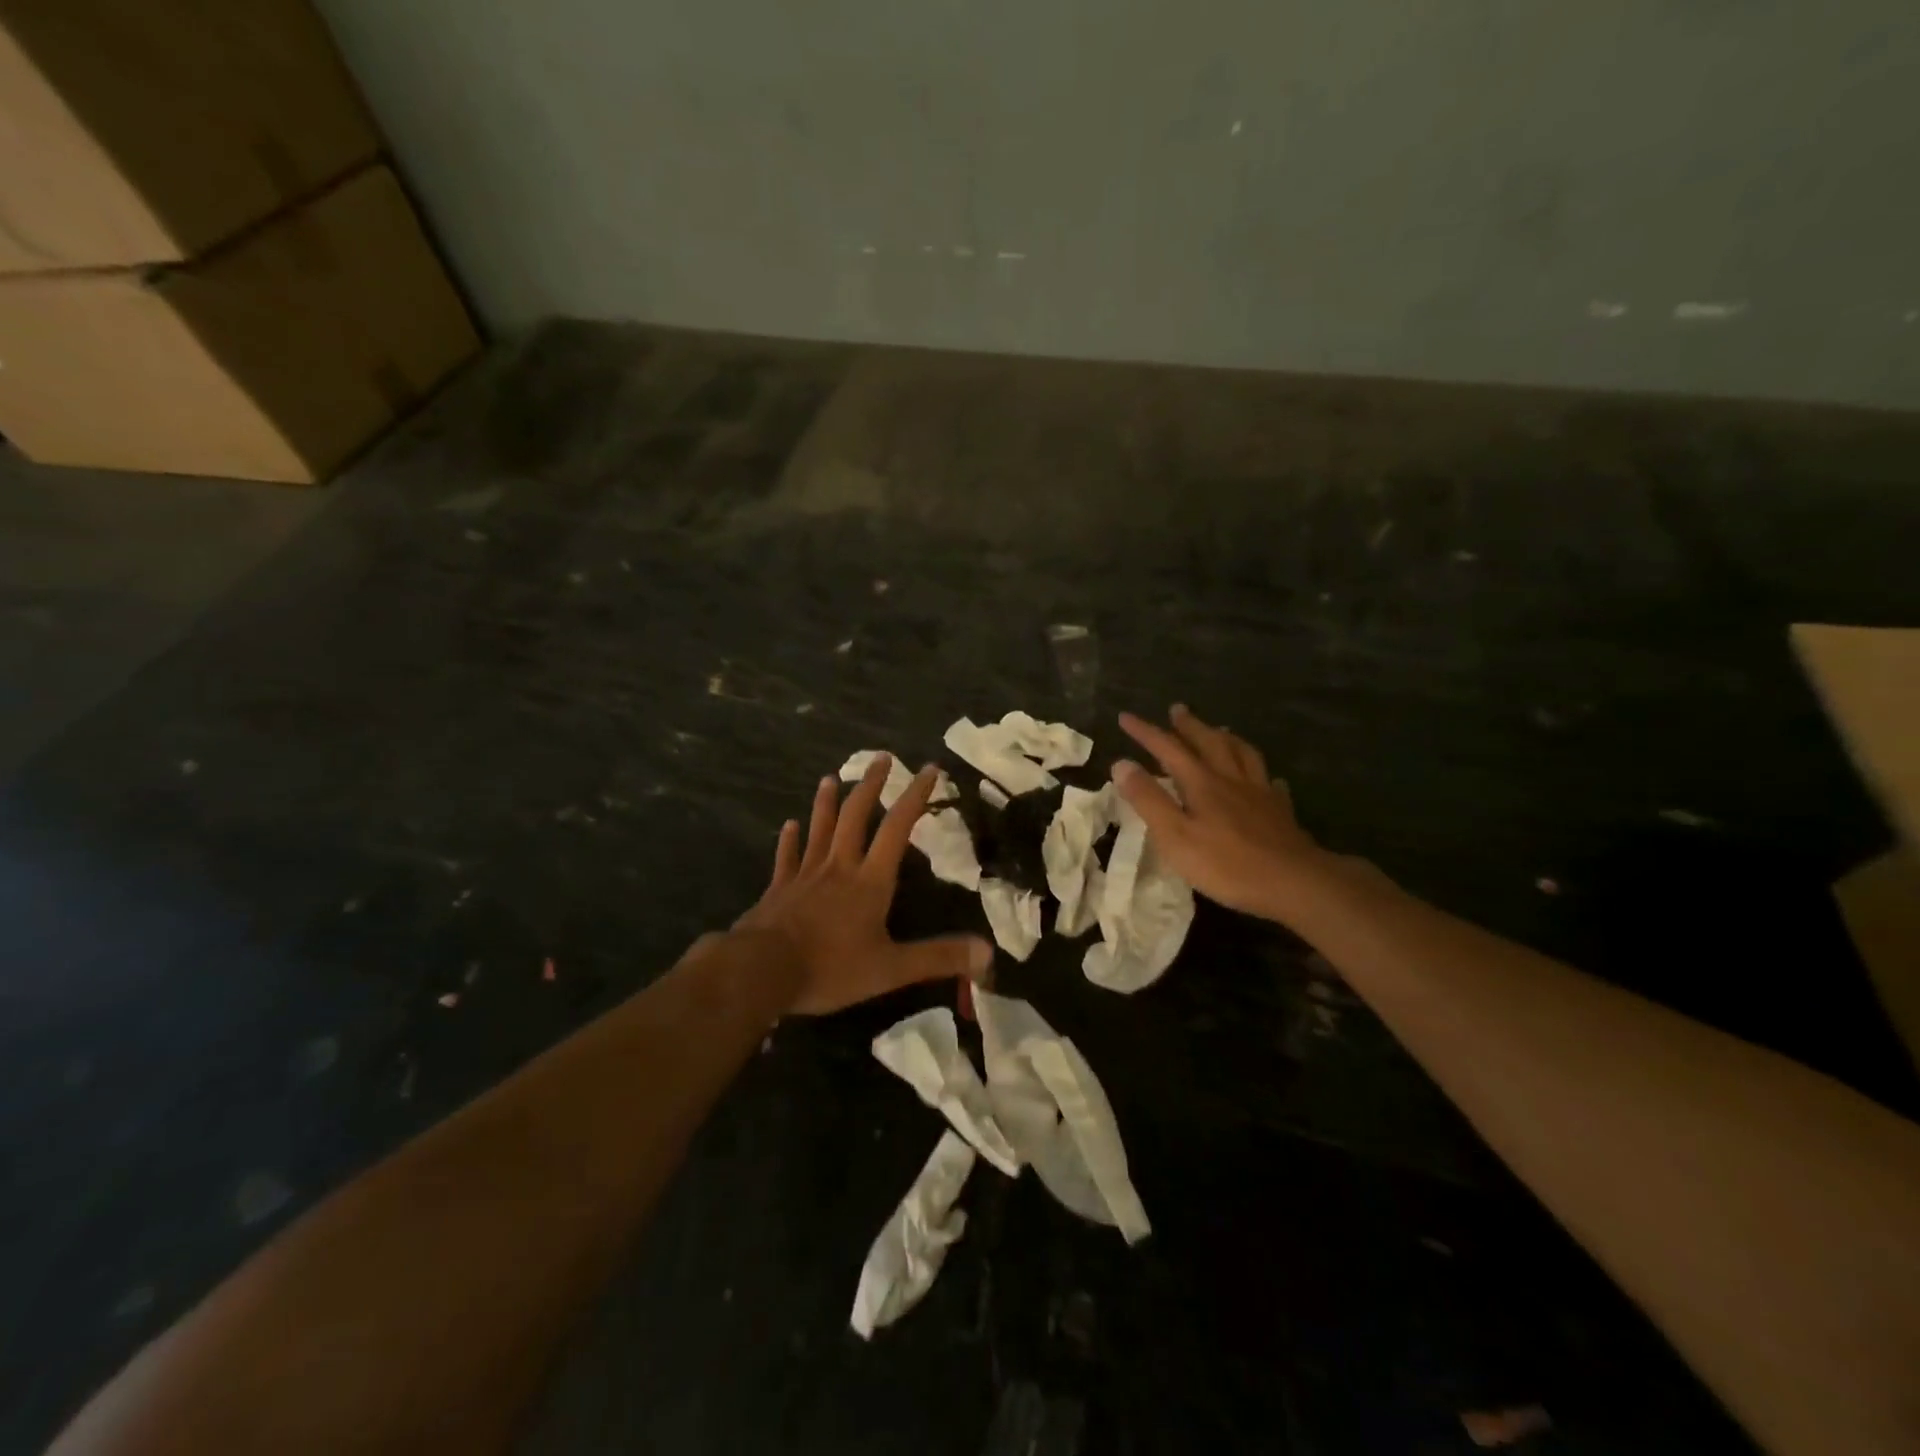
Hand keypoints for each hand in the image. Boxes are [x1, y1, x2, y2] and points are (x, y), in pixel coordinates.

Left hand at [733, 754, 992, 1014]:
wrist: (762, 971)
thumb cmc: (831, 968)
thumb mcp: (891, 968)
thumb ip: (938, 958)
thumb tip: (988, 953)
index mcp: (870, 881)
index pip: (897, 828)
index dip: (915, 797)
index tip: (929, 769)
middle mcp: (839, 867)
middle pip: (856, 816)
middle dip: (871, 785)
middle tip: (881, 758)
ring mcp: (805, 875)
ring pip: (819, 829)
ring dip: (827, 803)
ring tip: (830, 778)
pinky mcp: (779, 888)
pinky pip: (787, 857)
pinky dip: (789, 840)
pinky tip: (788, 825)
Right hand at [1111, 705, 1333, 923]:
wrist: (1293, 882)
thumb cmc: (1226, 863)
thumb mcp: (1174, 835)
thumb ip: (1148, 800)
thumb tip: (1121, 764)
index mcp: (1202, 783)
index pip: (1168, 749)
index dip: (1145, 732)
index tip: (1125, 717)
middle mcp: (1231, 779)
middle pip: (1209, 742)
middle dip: (1189, 725)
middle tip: (1177, 709)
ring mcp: (1259, 793)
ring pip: (1242, 754)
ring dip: (1226, 738)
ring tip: (1220, 730)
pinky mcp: (1280, 812)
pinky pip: (1271, 784)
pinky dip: (1262, 774)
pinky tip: (1266, 778)